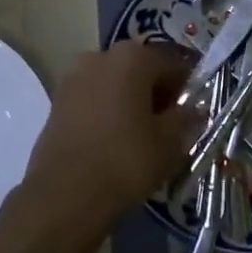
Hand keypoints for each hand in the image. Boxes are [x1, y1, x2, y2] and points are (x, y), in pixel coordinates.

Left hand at [19, 41, 202, 241]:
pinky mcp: (57, 101)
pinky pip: (93, 98)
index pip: (171, 63)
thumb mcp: (169, 143)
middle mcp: (101, 55)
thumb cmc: (125, 160)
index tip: (193, 112)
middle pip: (140, 69)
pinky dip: (107, 112)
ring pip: (115, 83)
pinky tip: (114, 141)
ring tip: (140, 136)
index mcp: (133, 57)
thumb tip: (194, 109)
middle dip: (156, 93)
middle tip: (169, 126)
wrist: (64, 196)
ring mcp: (75, 77)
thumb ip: (186, 118)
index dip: (186, 87)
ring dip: (130, 101)